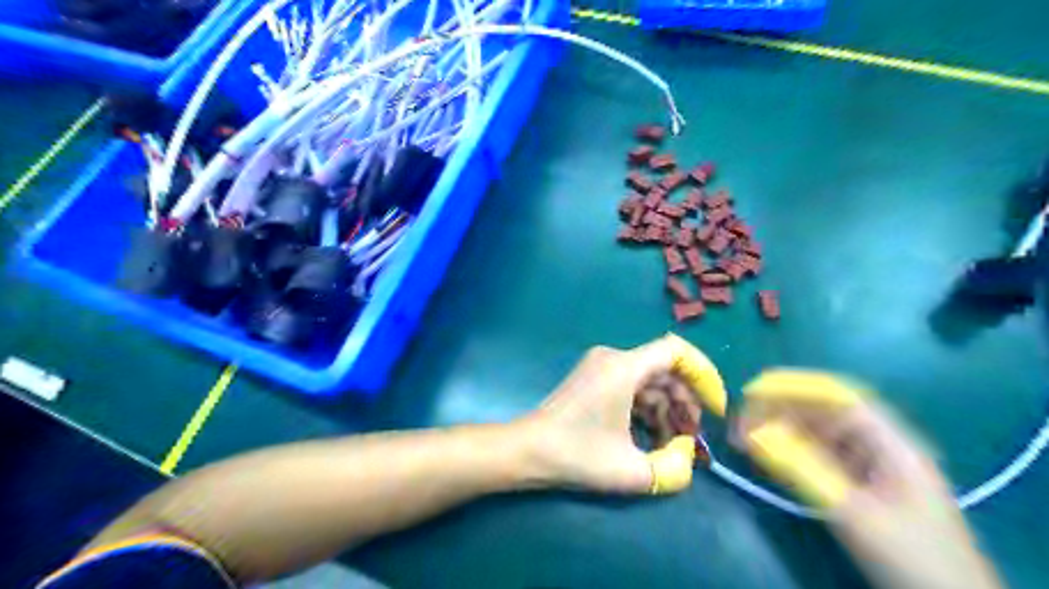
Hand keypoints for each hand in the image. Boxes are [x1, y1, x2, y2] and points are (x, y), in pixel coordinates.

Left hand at [516, 333, 721, 493]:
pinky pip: (631, 386)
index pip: (677, 351)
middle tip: (691, 437)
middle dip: (685, 403)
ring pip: (649, 380)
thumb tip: (688, 462)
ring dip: (666, 409)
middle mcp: (613, 358)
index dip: (704, 376)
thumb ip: (672, 470)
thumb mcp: (630, 470)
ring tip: (671, 444)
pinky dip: (647, 409)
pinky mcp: (593, 378)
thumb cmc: (577, 454)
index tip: (714, 408)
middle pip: (665, 369)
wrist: (527, 449)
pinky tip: (649, 437)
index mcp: (624, 367)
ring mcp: (601, 366)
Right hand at [731, 370, 1001, 588]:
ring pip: (820, 436)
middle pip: (825, 414)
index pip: (838, 397)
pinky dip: (793, 453)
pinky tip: (769, 456)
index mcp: (892, 444)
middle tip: (740, 421)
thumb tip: (752, 437)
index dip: (795, 387)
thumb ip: (802, 470)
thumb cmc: (911, 557)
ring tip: (746, 438)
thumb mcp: (853, 513)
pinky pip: (822, 458)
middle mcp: (882, 447)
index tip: (754, 390)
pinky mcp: (863, 487)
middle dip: (780, 411)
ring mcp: (874, 468)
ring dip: (782, 431)